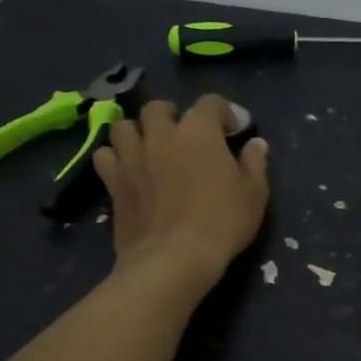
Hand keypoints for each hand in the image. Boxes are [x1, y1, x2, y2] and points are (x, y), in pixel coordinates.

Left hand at [93, 95, 269, 287]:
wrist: (174, 258)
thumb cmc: (222, 222)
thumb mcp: (254, 194)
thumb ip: (255, 163)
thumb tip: (256, 144)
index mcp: (199, 131)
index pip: (210, 102)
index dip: (224, 112)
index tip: (233, 130)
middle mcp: (162, 135)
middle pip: (157, 108)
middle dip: (171, 115)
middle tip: (183, 134)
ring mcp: (132, 157)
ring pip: (124, 126)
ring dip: (137, 132)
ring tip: (149, 146)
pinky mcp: (113, 181)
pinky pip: (105, 155)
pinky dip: (114, 157)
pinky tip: (126, 168)